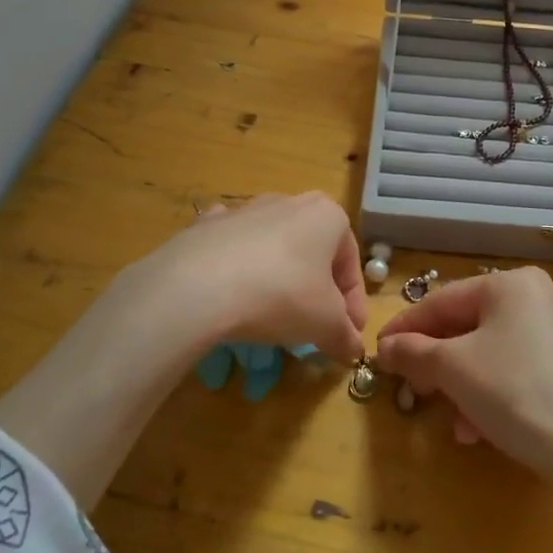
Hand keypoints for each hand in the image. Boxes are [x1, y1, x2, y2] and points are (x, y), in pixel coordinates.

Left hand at [126, 192, 367, 364]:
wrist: (199, 285)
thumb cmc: (282, 295)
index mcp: (327, 216)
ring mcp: (245, 209)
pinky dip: (236, 264)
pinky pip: (231, 246)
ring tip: (271, 316)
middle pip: (313, 252)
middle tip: (314, 326)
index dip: (353, 305)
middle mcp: (289, 202)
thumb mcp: (326, 324)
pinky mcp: (208, 225)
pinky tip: (231, 290)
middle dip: (317, 289)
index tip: (347, 336)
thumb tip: (353, 350)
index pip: (351, 264)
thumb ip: (345, 336)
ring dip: (279, 277)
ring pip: (273, 246)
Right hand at [374, 267, 552, 494]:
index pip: (442, 301)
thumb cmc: (516, 393)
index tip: (377, 352)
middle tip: (411, 389)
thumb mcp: (454, 369)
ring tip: (450, 421)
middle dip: (436, 364)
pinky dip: (491, 393)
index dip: (405, 328)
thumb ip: (413, 352)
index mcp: (510, 284)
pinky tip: (478, 429)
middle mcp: (537, 297)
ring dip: (461, 386)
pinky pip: (515, 370)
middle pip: (467, 327)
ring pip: (490, 353)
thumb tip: (385, 347)